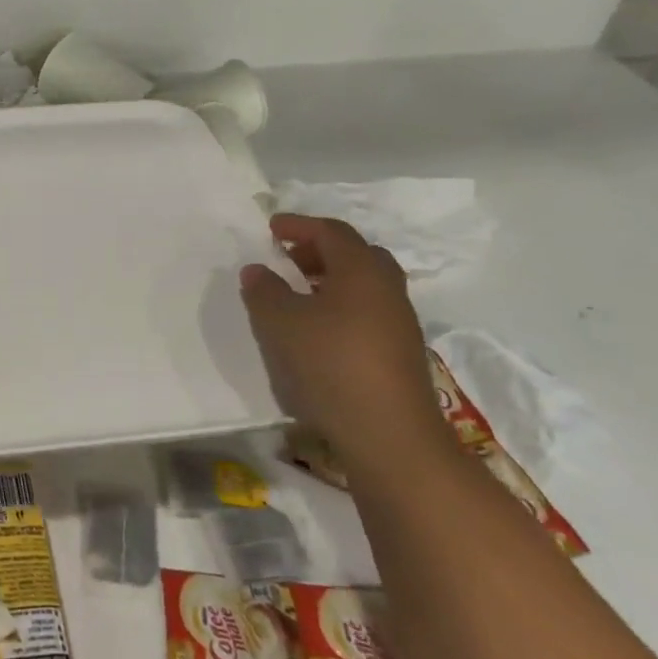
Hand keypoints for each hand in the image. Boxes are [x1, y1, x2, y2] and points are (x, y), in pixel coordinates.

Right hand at [240, 214, 448, 477]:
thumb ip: (265, 290)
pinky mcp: (399, 351)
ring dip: (330, 280)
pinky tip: (317, 329)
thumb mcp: (281, 322)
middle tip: (288, 258)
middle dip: (319, 251)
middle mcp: (387, 288)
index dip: (300, 226)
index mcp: (362, 270)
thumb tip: (258, 270)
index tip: (271, 228)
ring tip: (297, 294)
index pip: (331, 232)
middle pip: (355, 254)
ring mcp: (399, 321)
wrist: (388, 433)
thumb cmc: (331, 363)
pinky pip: (367, 311)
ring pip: (364, 285)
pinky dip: (340, 306)